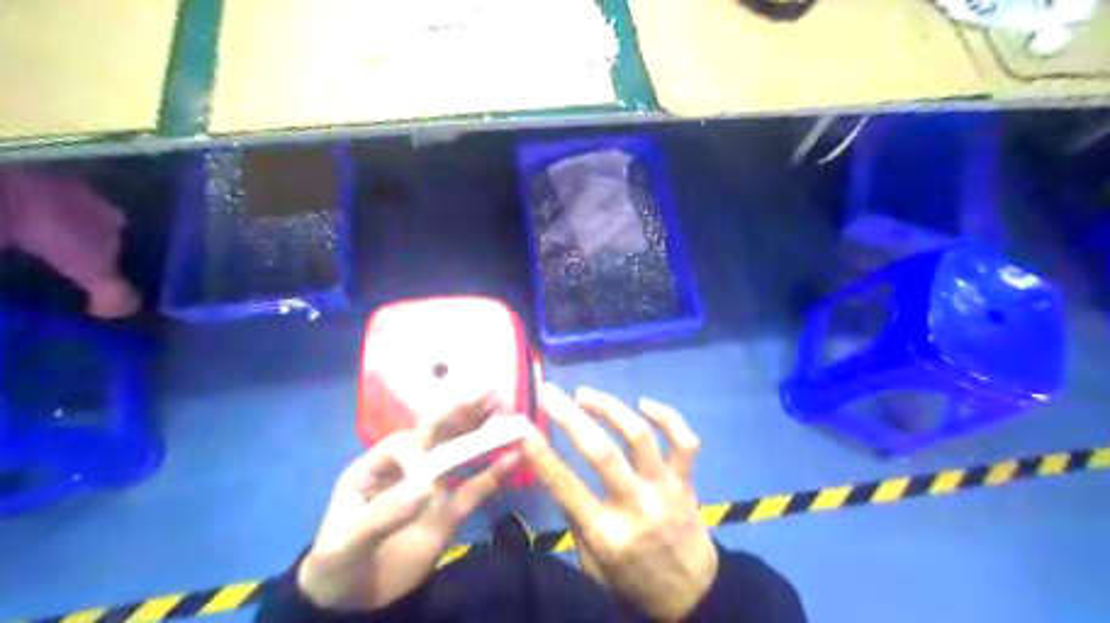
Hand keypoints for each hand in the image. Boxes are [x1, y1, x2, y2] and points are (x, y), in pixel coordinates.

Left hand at [296, 393, 518, 611]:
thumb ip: (382, 514)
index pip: (404, 444)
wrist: (351, 601)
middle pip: (438, 435)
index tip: (426, 482)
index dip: (420, 451)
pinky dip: (494, 473)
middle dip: (464, 413)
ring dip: (483, 434)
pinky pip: (475, 489)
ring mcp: (432, 488)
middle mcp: (409, 468)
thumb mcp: (347, 541)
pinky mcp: (450, 511)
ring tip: (507, 415)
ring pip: (460, 454)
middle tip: (492, 393)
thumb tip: (426, 488)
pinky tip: (513, 457)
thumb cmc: (337, 562)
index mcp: (378, 465)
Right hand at [524, 385, 715, 621]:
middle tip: (550, 393)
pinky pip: (684, 441)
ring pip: (640, 437)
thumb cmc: (632, 580)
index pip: (566, 486)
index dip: (541, 454)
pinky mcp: (686, 481)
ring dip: (610, 408)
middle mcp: (636, 506)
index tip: (524, 426)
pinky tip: (644, 404)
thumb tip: (556, 472)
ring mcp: (664, 490)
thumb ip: (575, 519)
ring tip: (586, 394)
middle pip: (602, 453)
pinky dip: (668, 416)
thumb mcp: (592, 564)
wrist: (692, 596)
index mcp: (606, 534)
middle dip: (570, 416)